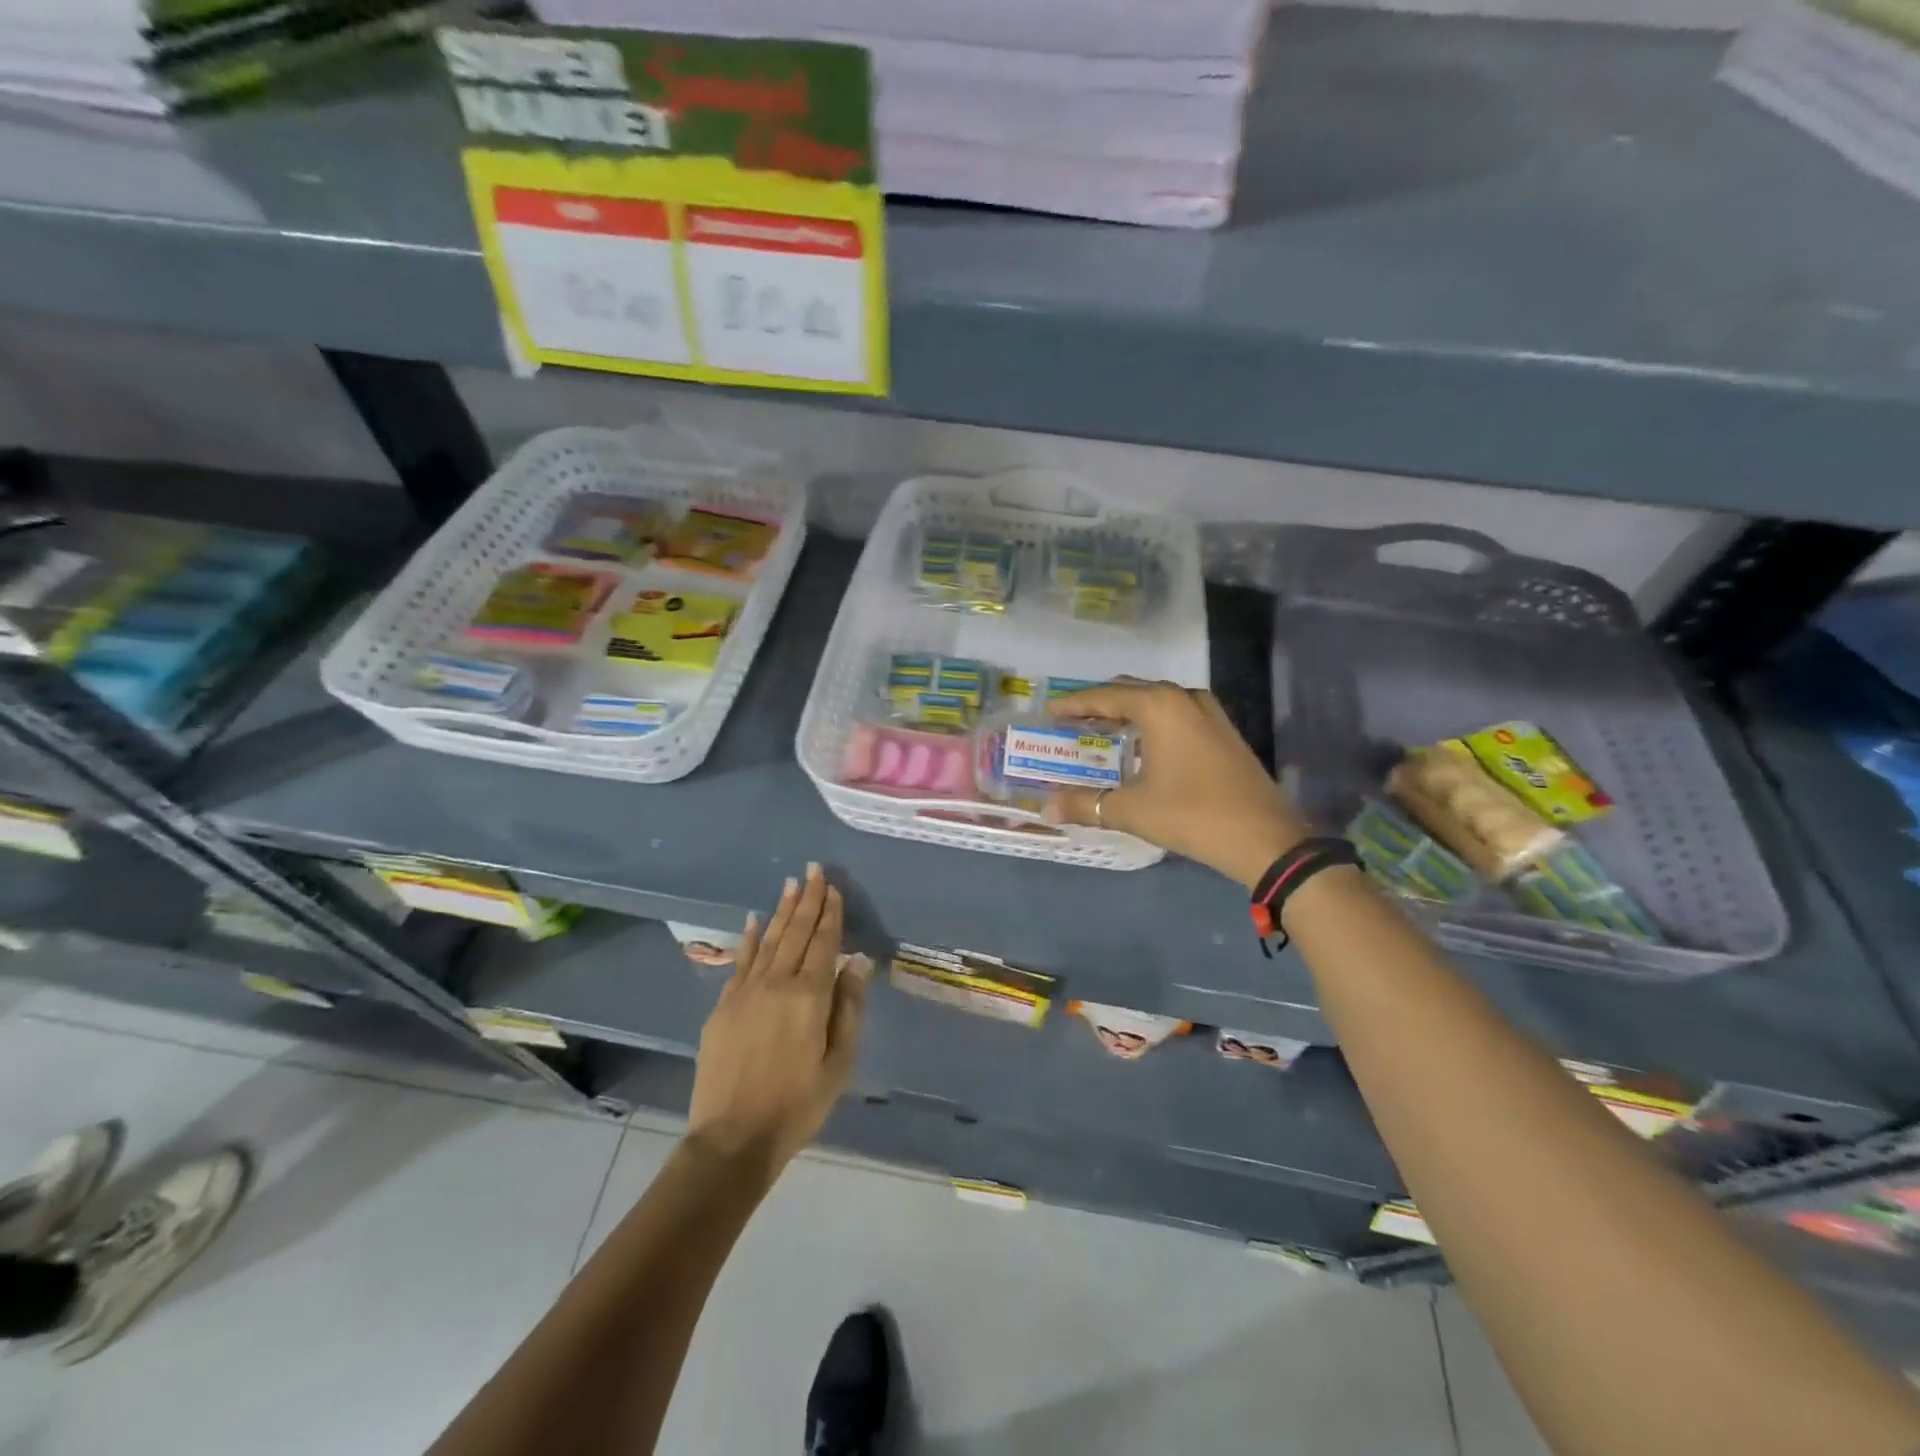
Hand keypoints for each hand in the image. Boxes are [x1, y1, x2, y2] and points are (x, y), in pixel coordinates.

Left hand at [687, 864, 870, 1186]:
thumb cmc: (797, 1105)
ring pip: (770, 940)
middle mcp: (777, 983)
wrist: (732, 1138)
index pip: (824, 942)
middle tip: (813, 869)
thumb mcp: (839, 1063)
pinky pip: (741, 961)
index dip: (830, 913)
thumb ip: (848, 1008)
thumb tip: (856, 962)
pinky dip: (751, 937)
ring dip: (783, 910)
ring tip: (791, 883)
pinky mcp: (724, 1005)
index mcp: (809, 996)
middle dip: (808, 899)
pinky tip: (756, 919)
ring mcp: (746, 991)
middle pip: (796, 932)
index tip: (833, 887)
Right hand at [1045, 680, 1307, 888]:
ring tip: (1102, 730)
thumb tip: (1046, 809)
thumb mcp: (1131, 810)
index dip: (1074, 704)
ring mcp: (1209, 713)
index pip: (1105, 697)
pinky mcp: (1224, 732)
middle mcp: (1184, 698)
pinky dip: (1152, 722)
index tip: (1050, 710)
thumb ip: (1085, 804)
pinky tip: (1142, 745)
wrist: (1265, 838)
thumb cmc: (1192, 815)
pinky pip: (1176, 714)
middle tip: (1072, 720)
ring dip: (1128, 712)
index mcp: (1159, 706)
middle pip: (1131, 691)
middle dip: (1100, 704)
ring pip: (1157, 701)